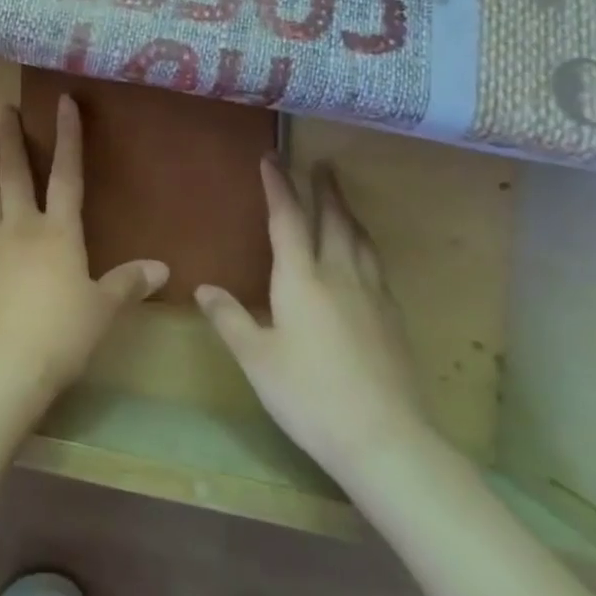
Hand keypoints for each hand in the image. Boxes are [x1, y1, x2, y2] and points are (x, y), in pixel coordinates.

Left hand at [0, 97, 166, 409]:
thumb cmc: (60, 336)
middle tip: (3, 110)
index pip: (67, 174)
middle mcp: (19, 228)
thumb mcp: (103, 311)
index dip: (68, 137)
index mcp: (58, 232)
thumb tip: (162, 267)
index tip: (63, 102)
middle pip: (15, 175)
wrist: (0, 366)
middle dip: (10, 140)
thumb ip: (129, 284)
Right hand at [196, 159, 427, 479]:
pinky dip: (364, 244)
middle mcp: (338, 275)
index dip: (278, 186)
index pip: (287, 219)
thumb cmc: (308, 394)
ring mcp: (371, 295)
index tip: (272, 157)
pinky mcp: (392, 317)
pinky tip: (363, 256)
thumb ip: (230, 319)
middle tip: (321, 163)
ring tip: (342, 198)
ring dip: (348, 212)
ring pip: (359, 239)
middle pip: (332, 219)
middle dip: (324, 189)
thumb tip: (204, 288)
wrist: (385, 438)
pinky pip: (375, 264)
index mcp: (301, 279)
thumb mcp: (256, 358)